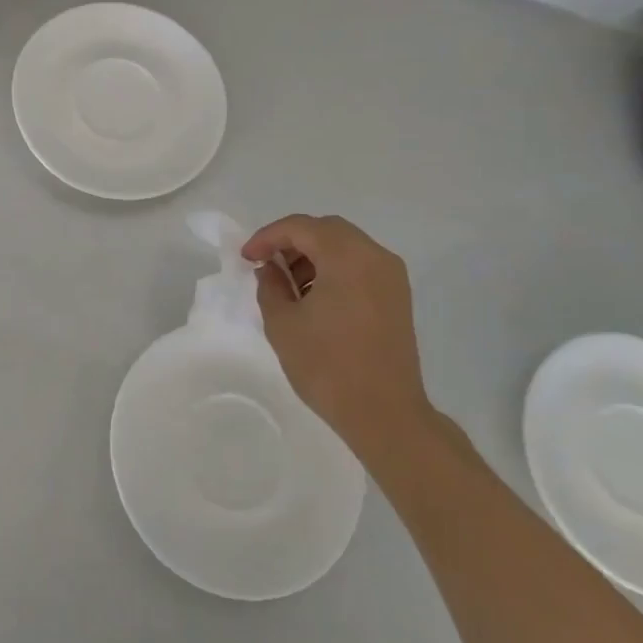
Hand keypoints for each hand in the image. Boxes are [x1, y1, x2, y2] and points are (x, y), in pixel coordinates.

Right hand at [242, 215, 434, 455]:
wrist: (385, 414)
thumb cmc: (327, 366)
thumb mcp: (282, 323)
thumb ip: (270, 285)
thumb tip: (271, 269)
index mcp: (347, 258)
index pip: (300, 227)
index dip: (267, 237)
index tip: (246, 258)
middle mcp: (375, 257)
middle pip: (326, 229)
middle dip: (291, 240)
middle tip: (266, 264)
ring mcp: (391, 277)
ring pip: (345, 245)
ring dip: (313, 254)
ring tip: (288, 283)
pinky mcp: (397, 297)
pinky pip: (360, 265)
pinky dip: (333, 268)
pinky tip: (314, 296)